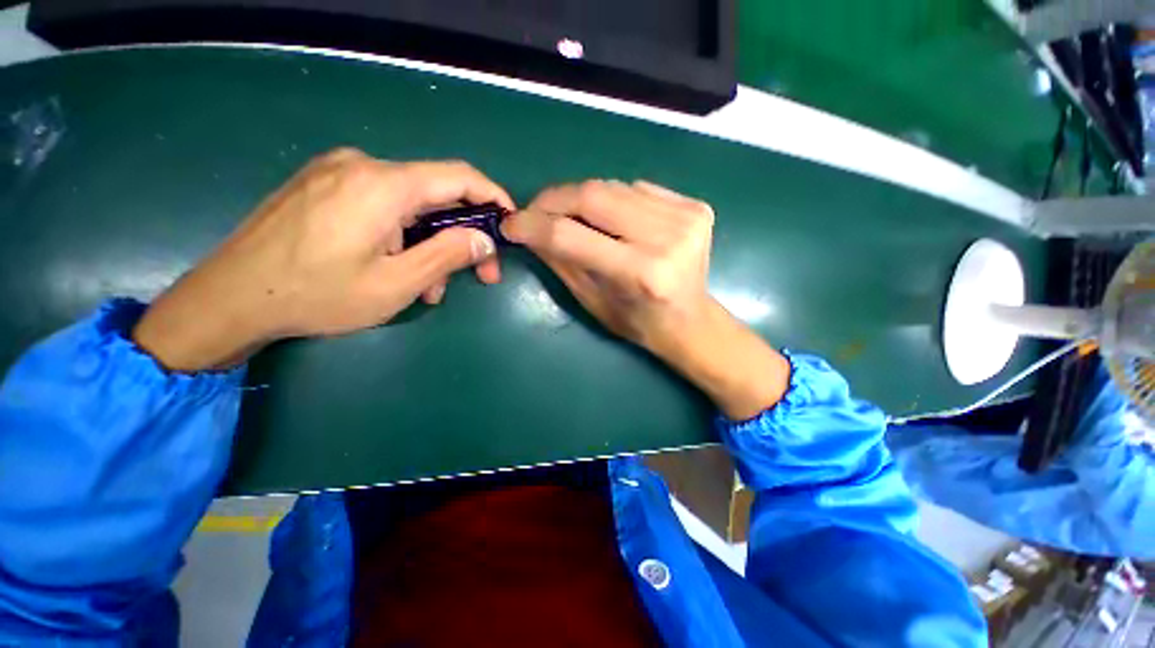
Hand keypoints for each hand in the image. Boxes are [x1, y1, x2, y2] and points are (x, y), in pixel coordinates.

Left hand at [133, 149, 513, 371]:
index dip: (493, 196)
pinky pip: (382, 206)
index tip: (511, 221)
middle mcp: (362, 166)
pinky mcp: (323, 186)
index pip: (459, 177)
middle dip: (463, 234)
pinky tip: (398, 267)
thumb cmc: (316, 295)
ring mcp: (338, 173)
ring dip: (431, 243)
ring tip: (430, 286)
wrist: (229, 298)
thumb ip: (448, 255)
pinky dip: (403, 236)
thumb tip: (485, 239)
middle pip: (435, 194)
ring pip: (410, 205)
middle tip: (479, 273)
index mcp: (383, 186)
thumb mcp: (396, 284)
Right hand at [502, 180, 789, 419]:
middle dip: (554, 200)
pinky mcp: (695, 206)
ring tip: (569, 217)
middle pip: (593, 196)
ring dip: (582, 198)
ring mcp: (686, 218)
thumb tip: (527, 230)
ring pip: (613, 187)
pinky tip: (612, 219)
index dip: (533, 225)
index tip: (511, 225)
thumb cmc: (638, 323)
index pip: (571, 235)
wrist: (690, 321)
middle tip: (535, 212)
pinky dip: (614, 200)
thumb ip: (560, 261)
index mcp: (641, 274)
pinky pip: (637, 189)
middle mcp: (667, 240)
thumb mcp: (592, 301)